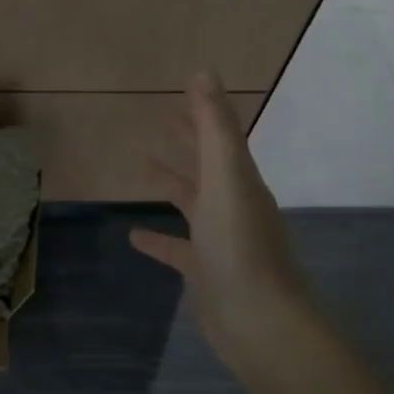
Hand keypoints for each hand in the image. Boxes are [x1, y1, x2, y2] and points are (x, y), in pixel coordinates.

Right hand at [129, 73, 312, 364]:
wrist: (260, 322)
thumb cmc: (240, 244)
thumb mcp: (225, 177)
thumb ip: (214, 127)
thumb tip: (203, 72)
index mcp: (240, 180)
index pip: (218, 137)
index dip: (200, 114)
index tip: (179, 92)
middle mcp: (232, 205)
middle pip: (206, 165)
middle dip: (186, 140)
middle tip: (159, 118)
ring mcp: (219, 240)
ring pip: (191, 202)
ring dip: (170, 182)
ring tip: (140, 166)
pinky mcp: (204, 271)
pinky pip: (176, 248)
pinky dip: (156, 239)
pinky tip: (134, 236)